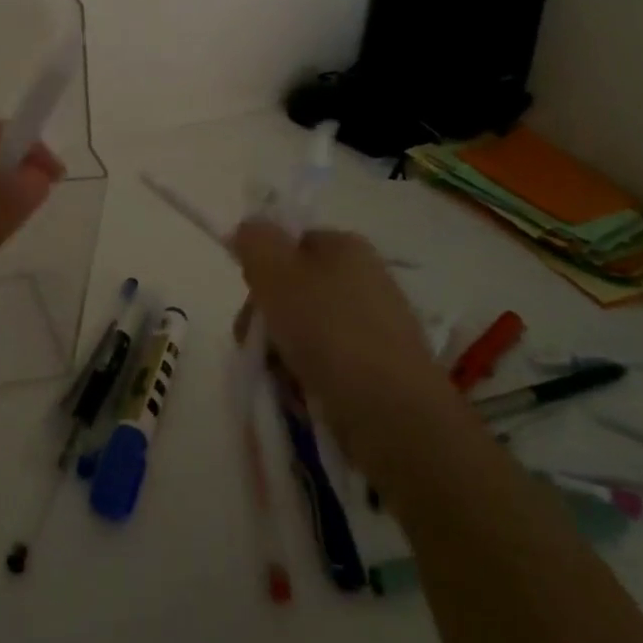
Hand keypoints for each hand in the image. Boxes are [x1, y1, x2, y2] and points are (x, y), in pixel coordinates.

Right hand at [230, 224, 459, 477]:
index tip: (254, 296)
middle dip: (267, 318)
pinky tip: (304, 395)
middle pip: (294, 289)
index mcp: (346, 247)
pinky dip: (308, 376)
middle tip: (259, 343)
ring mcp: (375, 326)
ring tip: (281, 377)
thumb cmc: (329, 332)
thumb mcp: (277, 274)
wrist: (394, 415)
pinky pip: (327, 363)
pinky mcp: (380, 370)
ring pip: (305, 330)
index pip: (291, 243)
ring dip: (282, 352)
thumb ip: (256, 241)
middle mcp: (365, 279)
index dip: (264, 267)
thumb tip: (248, 228)